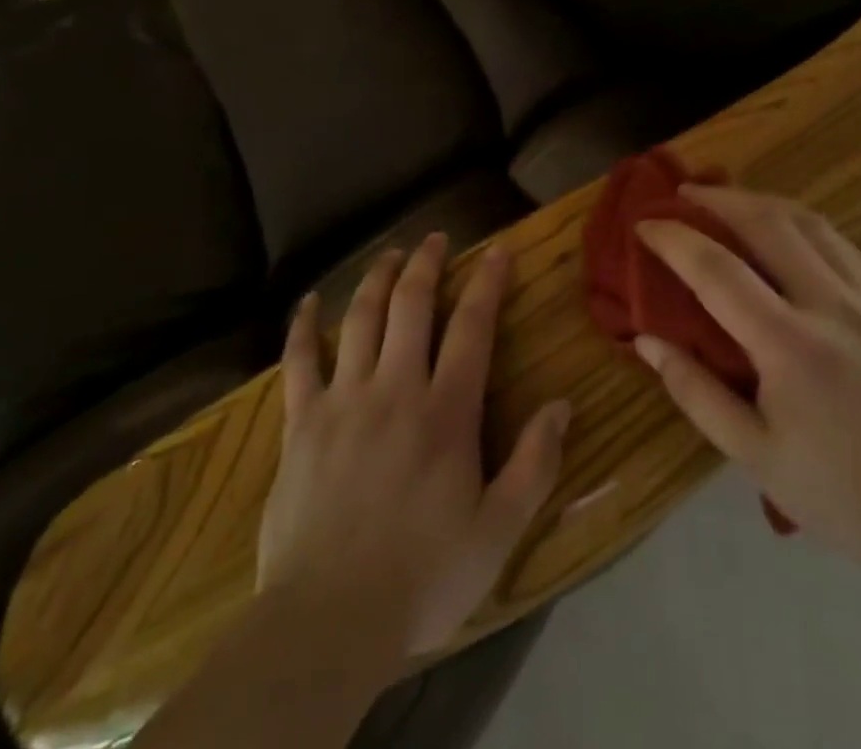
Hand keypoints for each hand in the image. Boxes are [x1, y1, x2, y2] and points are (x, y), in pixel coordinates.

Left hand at [258, 234, 572, 660]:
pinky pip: (298, 361)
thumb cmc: (422, 578)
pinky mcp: (301, 421)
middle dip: (427, 264)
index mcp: (445, 412)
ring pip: (361, 318)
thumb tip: (562, 405)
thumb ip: (534, 465)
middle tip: (436, 238)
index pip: (472, 328)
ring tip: (391, 254)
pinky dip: (302, 326)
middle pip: (412, 305)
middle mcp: (395, 389)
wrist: (328, 622)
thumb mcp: (498, 533)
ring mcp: (343, 399)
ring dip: (378, 278)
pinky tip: (308, 301)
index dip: (487, 283)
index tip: (497, 251)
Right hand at [633, 188, 860, 576]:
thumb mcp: (751, 453)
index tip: (644, 223)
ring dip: (759, 201)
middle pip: (766, 222)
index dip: (674, 238)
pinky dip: (799, 222)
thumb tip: (645, 339)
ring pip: (808, 221)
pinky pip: (838, 241)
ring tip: (727, 200)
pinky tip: (782, 230)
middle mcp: (831, 306)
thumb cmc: (836, 494)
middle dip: (718, 199)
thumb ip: (693, 389)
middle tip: (682, 193)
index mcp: (790, 346)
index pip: (717, 269)